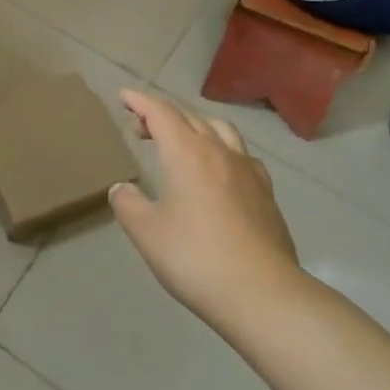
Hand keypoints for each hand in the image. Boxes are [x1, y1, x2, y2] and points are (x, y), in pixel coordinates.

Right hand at [109, 90, 299, 331]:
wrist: (263, 294)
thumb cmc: (196, 258)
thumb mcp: (147, 233)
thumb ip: (128, 205)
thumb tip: (122, 189)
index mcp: (187, 153)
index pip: (160, 113)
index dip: (140, 101)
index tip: (123, 95)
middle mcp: (219, 151)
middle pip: (188, 117)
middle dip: (162, 114)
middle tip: (140, 126)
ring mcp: (248, 171)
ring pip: (220, 130)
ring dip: (195, 126)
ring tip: (181, 142)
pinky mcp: (266, 193)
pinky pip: (241, 155)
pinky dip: (222, 149)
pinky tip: (220, 170)